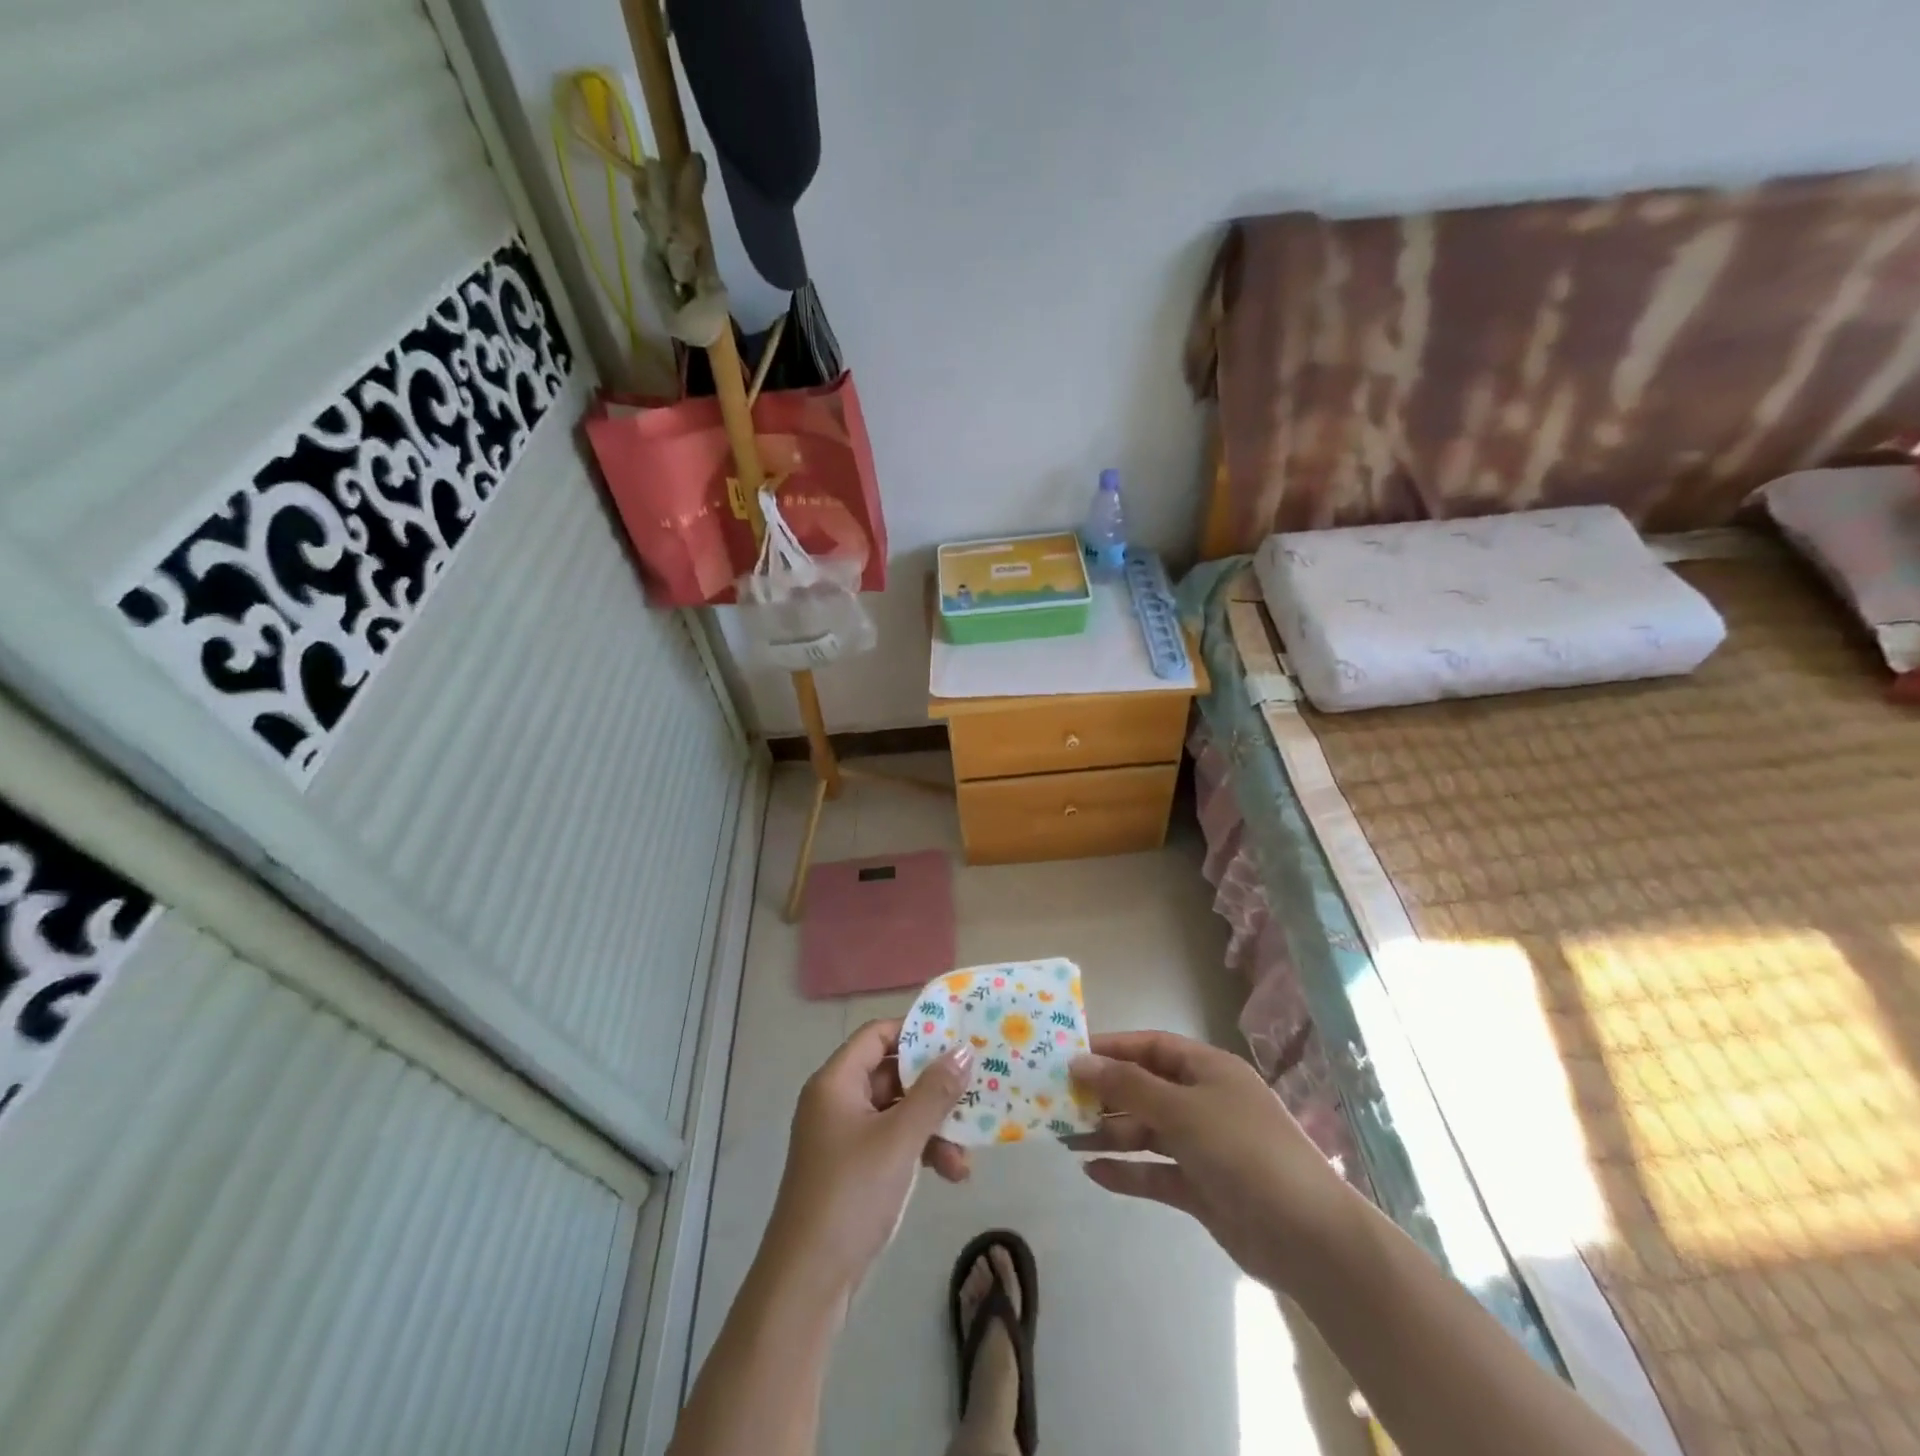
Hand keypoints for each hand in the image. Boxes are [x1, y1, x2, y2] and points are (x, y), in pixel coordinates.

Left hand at [765, 1019, 972, 1294]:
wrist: (807, 1284)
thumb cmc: (851, 1196)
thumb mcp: (899, 1139)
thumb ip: (934, 1093)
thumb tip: (963, 1051)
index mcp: (836, 1082)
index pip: (877, 1034)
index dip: (916, 1031)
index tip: (957, 1036)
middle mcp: (836, 1101)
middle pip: (891, 1073)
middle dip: (934, 1089)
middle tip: (974, 1093)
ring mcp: (843, 1137)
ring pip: (897, 1112)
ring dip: (933, 1128)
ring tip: (965, 1158)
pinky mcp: (853, 1170)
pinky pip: (893, 1142)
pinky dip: (920, 1151)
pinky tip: (951, 1175)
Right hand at [1068, 1030, 1353, 1291]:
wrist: (1308, 1238)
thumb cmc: (1243, 1151)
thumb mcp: (1182, 1109)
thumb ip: (1128, 1085)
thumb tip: (1079, 1061)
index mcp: (1208, 1070)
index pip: (1151, 1047)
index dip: (1111, 1048)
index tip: (1070, 1056)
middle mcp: (1204, 1102)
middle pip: (1145, 1089)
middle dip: (1105, 1095)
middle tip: (1059, 1102)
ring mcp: (1203, 1147)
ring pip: (1146, 1132)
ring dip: (1109, 1133)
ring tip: (1065, 1138)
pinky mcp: (1201, 1188)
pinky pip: (1155, 1173)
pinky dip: (1127, 1172)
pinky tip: (1093, 1172)